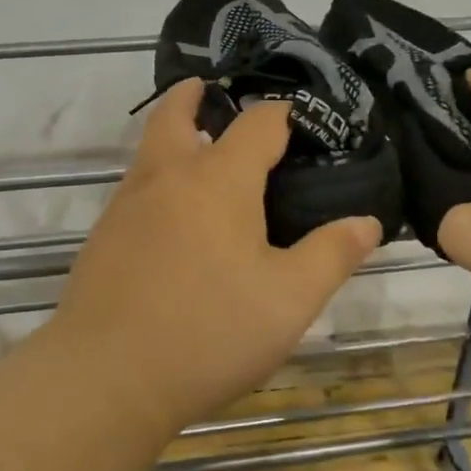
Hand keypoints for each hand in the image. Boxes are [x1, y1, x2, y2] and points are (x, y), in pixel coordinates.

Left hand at [35, 80, 382, 434]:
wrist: (105, 378)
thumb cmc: (209, 332)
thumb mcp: (289, 300)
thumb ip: (331, 255)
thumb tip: (367, 222)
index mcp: (218, 179)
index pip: (259, 123)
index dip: (285, 115)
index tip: (305, 124)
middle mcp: (167, 177)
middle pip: (175, 114)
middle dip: (196, 96)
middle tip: (213, 93)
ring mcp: (126, 206)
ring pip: (150, 151)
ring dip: (172, 136)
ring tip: (201, 154)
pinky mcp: (103, 239)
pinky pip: (136, 189)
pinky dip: (158, 180)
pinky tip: (175, 221)